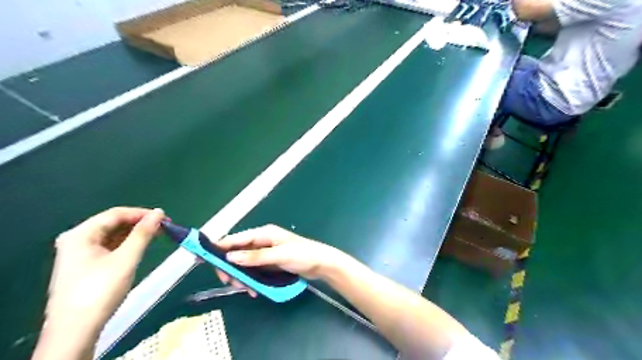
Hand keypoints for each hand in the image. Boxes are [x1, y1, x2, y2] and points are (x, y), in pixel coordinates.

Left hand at [33, 206, 162, 358]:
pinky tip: (140, 247)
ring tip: (156, 235)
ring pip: (112, 235)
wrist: (75, 331)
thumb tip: (159, 213)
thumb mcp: (126, 259)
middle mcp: (76, 240)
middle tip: (163, 227)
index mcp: (80, 234)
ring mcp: (78, 253)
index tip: (165, 218)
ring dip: (134, 234)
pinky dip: (126, 244)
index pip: (115, 214)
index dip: (142, 213)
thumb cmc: (100, 291)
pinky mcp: (84, 266)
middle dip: (139, 223)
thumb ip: (143, 234)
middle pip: (112, 223)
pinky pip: (109, 247)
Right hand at [212, 225, 343, 291]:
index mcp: (264, 234)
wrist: (321, 264)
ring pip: (244, 264)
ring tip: (246, 289)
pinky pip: (254, 271)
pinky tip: (254, 290)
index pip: (237, 238)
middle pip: (238, 253)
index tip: (204, 257)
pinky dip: (251, 280)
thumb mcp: (279, 255)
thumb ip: (255, 256)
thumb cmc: (302, 255)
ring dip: (241, 276)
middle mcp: (262, 241)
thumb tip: (230, 256)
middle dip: (231, 267)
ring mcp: (266, 253)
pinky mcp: (270, 264)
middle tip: (230, 282)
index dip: (220, 247)